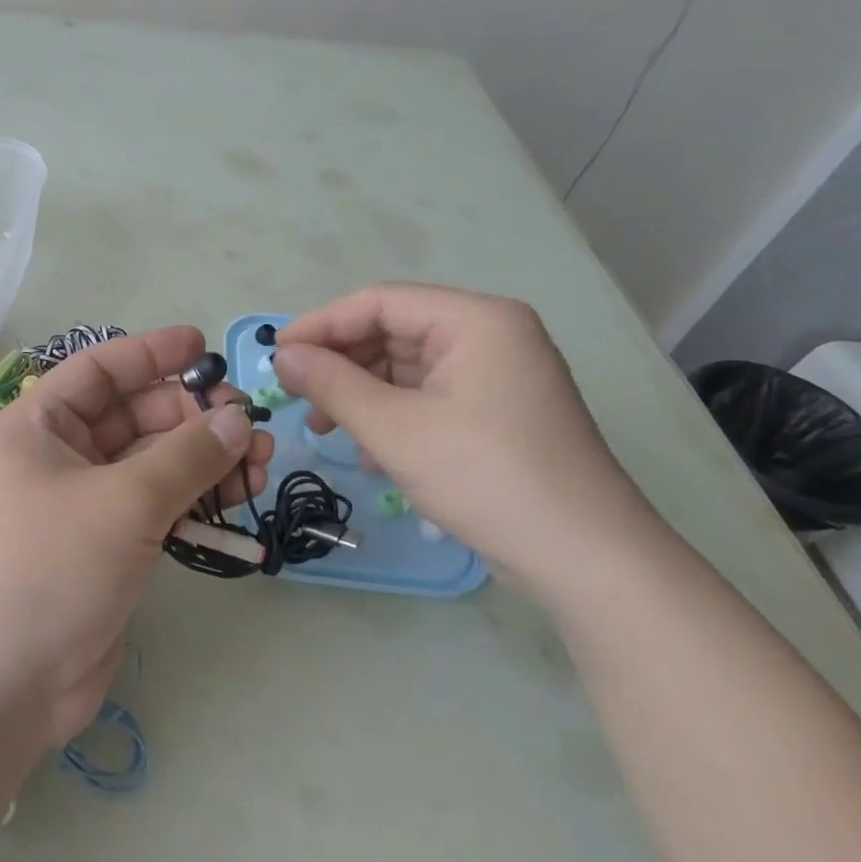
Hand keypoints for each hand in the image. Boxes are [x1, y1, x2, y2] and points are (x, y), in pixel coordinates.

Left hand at [0, 327, 274, 753]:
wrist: (0, 685)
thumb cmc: (48, 568)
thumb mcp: (122, 502)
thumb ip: (186, 456)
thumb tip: (239, 418)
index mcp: (40, 425)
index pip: (100, 369)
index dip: (152, 353)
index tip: (206, 348)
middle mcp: (59, 457)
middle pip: (135, 416)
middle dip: (193, 415)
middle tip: (251, 424)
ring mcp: (84, 505)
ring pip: (154, 464)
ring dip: (205, 459)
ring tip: (260, 462)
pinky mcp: (108, 549)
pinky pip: (159, 507)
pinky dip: (196, 500)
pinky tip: (238, 499)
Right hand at [273, 284, 661, 603]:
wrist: (585, 559)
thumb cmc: (486, 477)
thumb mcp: (395, 429)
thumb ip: (332, 384)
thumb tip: (282, 355)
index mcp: (476, 320)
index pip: (380, 302)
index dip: (321, 325)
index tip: (275, 356)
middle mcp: (490, 336)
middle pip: (393, 332)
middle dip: (340, 364)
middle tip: (296, 397)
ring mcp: (497, 376)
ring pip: (406, 369)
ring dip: (360, 395)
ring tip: (324, 430)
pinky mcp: (497, 413)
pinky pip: (428, 398)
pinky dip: (391, 417)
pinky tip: (368, 455)